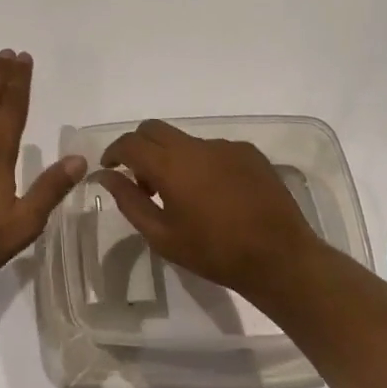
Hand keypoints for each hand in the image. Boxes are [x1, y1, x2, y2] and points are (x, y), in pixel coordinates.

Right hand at [97, 120, 323, 302]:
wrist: (280, 258)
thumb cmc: (215, 253)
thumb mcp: (163, 236)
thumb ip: (129, 201)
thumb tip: (105, 176)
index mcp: (170, 165)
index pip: (130, 143)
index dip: (114, 152)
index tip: (110, 169)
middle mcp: (195, 146)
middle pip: (154, 129)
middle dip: (139, 147)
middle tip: (141, 179)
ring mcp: (224, 146)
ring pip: (184, 140)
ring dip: (173, 157)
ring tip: (183, 194)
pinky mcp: (248, 152)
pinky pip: (213, 149)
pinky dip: (203, 164)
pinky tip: (216, 194)